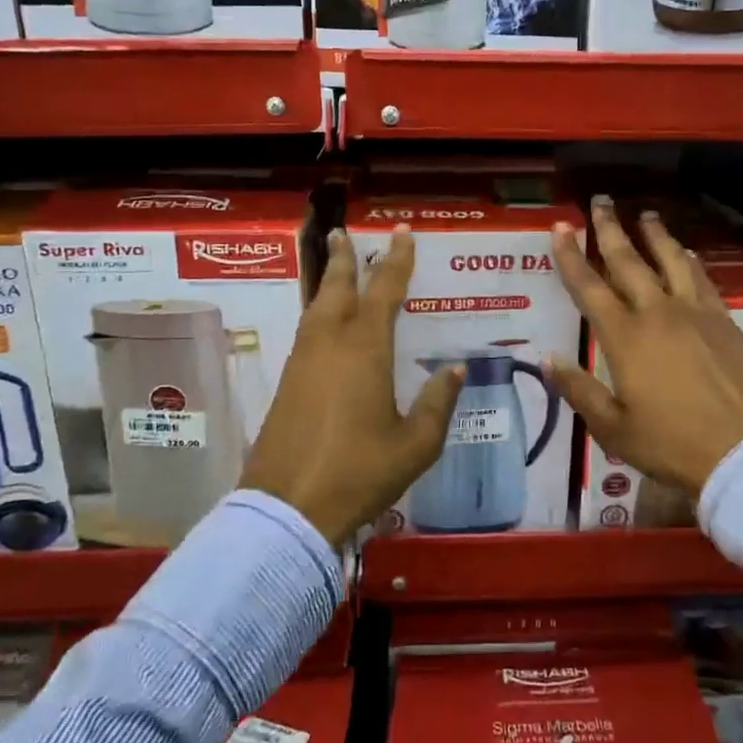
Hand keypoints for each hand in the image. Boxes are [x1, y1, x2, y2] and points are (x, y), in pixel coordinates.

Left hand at [239, 224, 463, 545]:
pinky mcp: (287, 384)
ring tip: (335, 268)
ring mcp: (303, 363)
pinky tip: (325, 325)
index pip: (384, 291)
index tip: (402, 233)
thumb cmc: (360, 472)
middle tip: (343, 233)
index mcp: (365, 350)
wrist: (289, 509)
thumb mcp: (415, 444)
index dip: (395, 260)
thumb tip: (455, 369)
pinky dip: (318, 314)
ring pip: (316, 309)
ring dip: (327, 283)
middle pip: (336, 288)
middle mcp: (330, 345)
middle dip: (343, 259)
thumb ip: (437, 403)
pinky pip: (307, 333)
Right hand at [545, 198, 742, 499]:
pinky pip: (703, 279)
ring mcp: (696, 313)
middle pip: (628, 261)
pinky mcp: (725, 321)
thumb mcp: (613, 427)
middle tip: (600, 201)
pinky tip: (687, 253)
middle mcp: (658, 313)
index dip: (571, 255)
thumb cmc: (673, 445)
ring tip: (645, 214)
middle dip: (610, 228)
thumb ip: (578, 390)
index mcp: (625, 338)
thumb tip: (548, 358)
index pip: (589, 287)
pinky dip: (690, 260)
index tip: (560, 226)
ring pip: (670, 260)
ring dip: (654, 235)